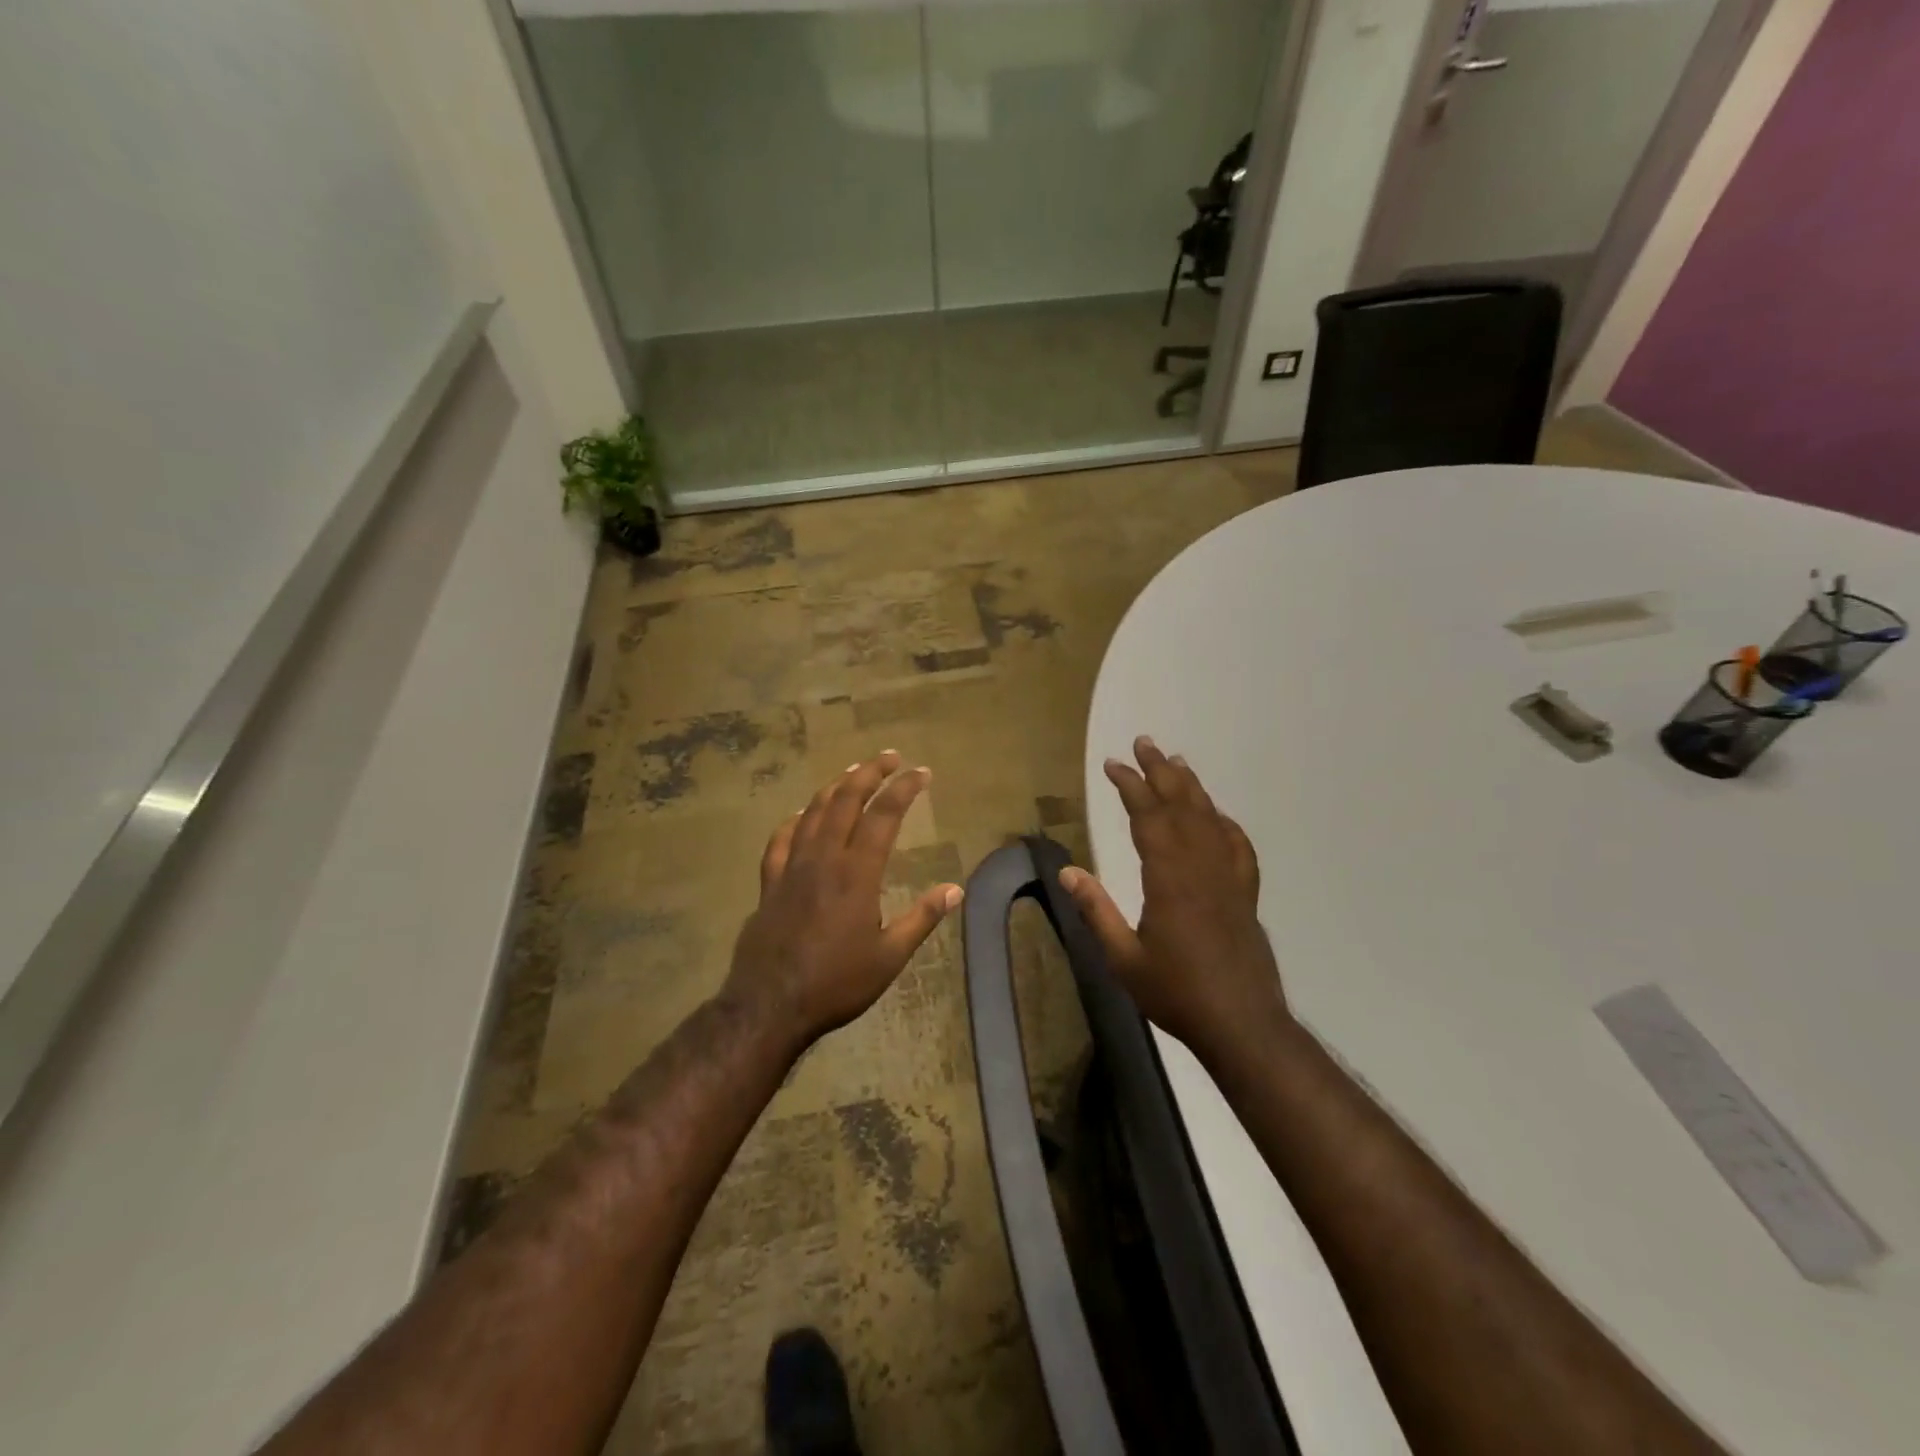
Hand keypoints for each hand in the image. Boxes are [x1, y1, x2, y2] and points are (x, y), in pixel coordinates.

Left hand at [724, 751, 962, 1050]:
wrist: (769, 1006)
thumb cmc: (835, 983)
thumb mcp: (889, 957)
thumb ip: (922, 919)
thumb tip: (956, 889)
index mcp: (857, 873)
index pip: (884, 815)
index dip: (905, 789)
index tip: (923, 772)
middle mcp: (824, 858)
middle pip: (846, 800)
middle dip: (870, 773)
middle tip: (890, 757)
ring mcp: (792, 867)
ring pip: (814, 811)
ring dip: (836, 786)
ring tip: (854, 772)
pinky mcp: (769, 882)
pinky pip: (781, 839)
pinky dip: (796, 819)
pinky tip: (802, 814)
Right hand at [1060, 737, 1286, 1057]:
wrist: (1242, 1024)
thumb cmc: (1176, 993)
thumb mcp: (1124, 959)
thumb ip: (1097, 911)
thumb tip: (1066, 872)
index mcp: (1169, 879)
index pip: (1148, 817)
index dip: (1130, 786)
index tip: (1113, 764)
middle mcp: (1201, 868)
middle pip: (1181, 806)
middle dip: (1160, 772)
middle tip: (1144, 743)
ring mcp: (1228, 879)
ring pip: (1209, 819)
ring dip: (1191, 787)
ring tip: (1176, 761)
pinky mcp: (1245, 894)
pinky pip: (1237, 846)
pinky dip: (1224, 823)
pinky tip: (1216, 815)